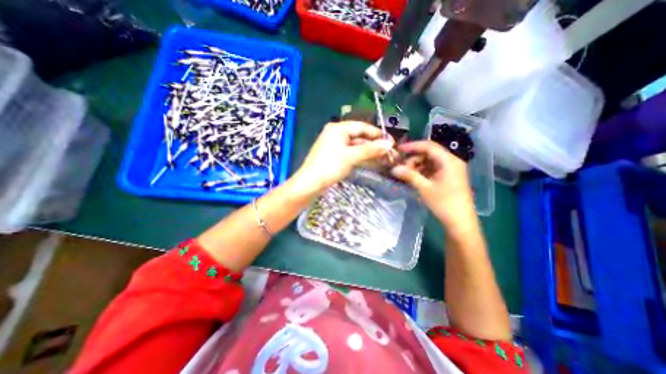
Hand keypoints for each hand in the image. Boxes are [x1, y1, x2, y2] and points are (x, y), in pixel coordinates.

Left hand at [292, 121, 394, 195]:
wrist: (310, 184)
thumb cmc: (329, 166)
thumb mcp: (350, 156)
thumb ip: (370, 150)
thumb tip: (388, 144)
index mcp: (338, 129)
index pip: (362, 127)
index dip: (377, 134)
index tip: (390, 141)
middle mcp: (336, 134)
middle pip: (359, 137)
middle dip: (374, 145)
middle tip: (389, 152)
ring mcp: (335, 146)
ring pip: (356, 147)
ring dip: (369, 152)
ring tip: (384, 158)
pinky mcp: (334, 157)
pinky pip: (351, 154)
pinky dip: (361, 157)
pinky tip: (371, 162)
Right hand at [392, 140, 472, 225]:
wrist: (460, 222)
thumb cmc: (444, 203)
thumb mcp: (424, 188)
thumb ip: (409, 175)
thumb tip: (393, 168)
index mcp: (449, 161)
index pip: (429, 146)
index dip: (412, 146)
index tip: (399, 149)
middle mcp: (452, 161)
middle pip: (429, 153)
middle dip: (414, 159)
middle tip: (402, 168)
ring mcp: (451, 169)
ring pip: (430, 161)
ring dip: (417, 166)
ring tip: (407, 175)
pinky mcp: (449, 177)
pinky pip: (433, 169)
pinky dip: (423, 171)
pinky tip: (415, 178)